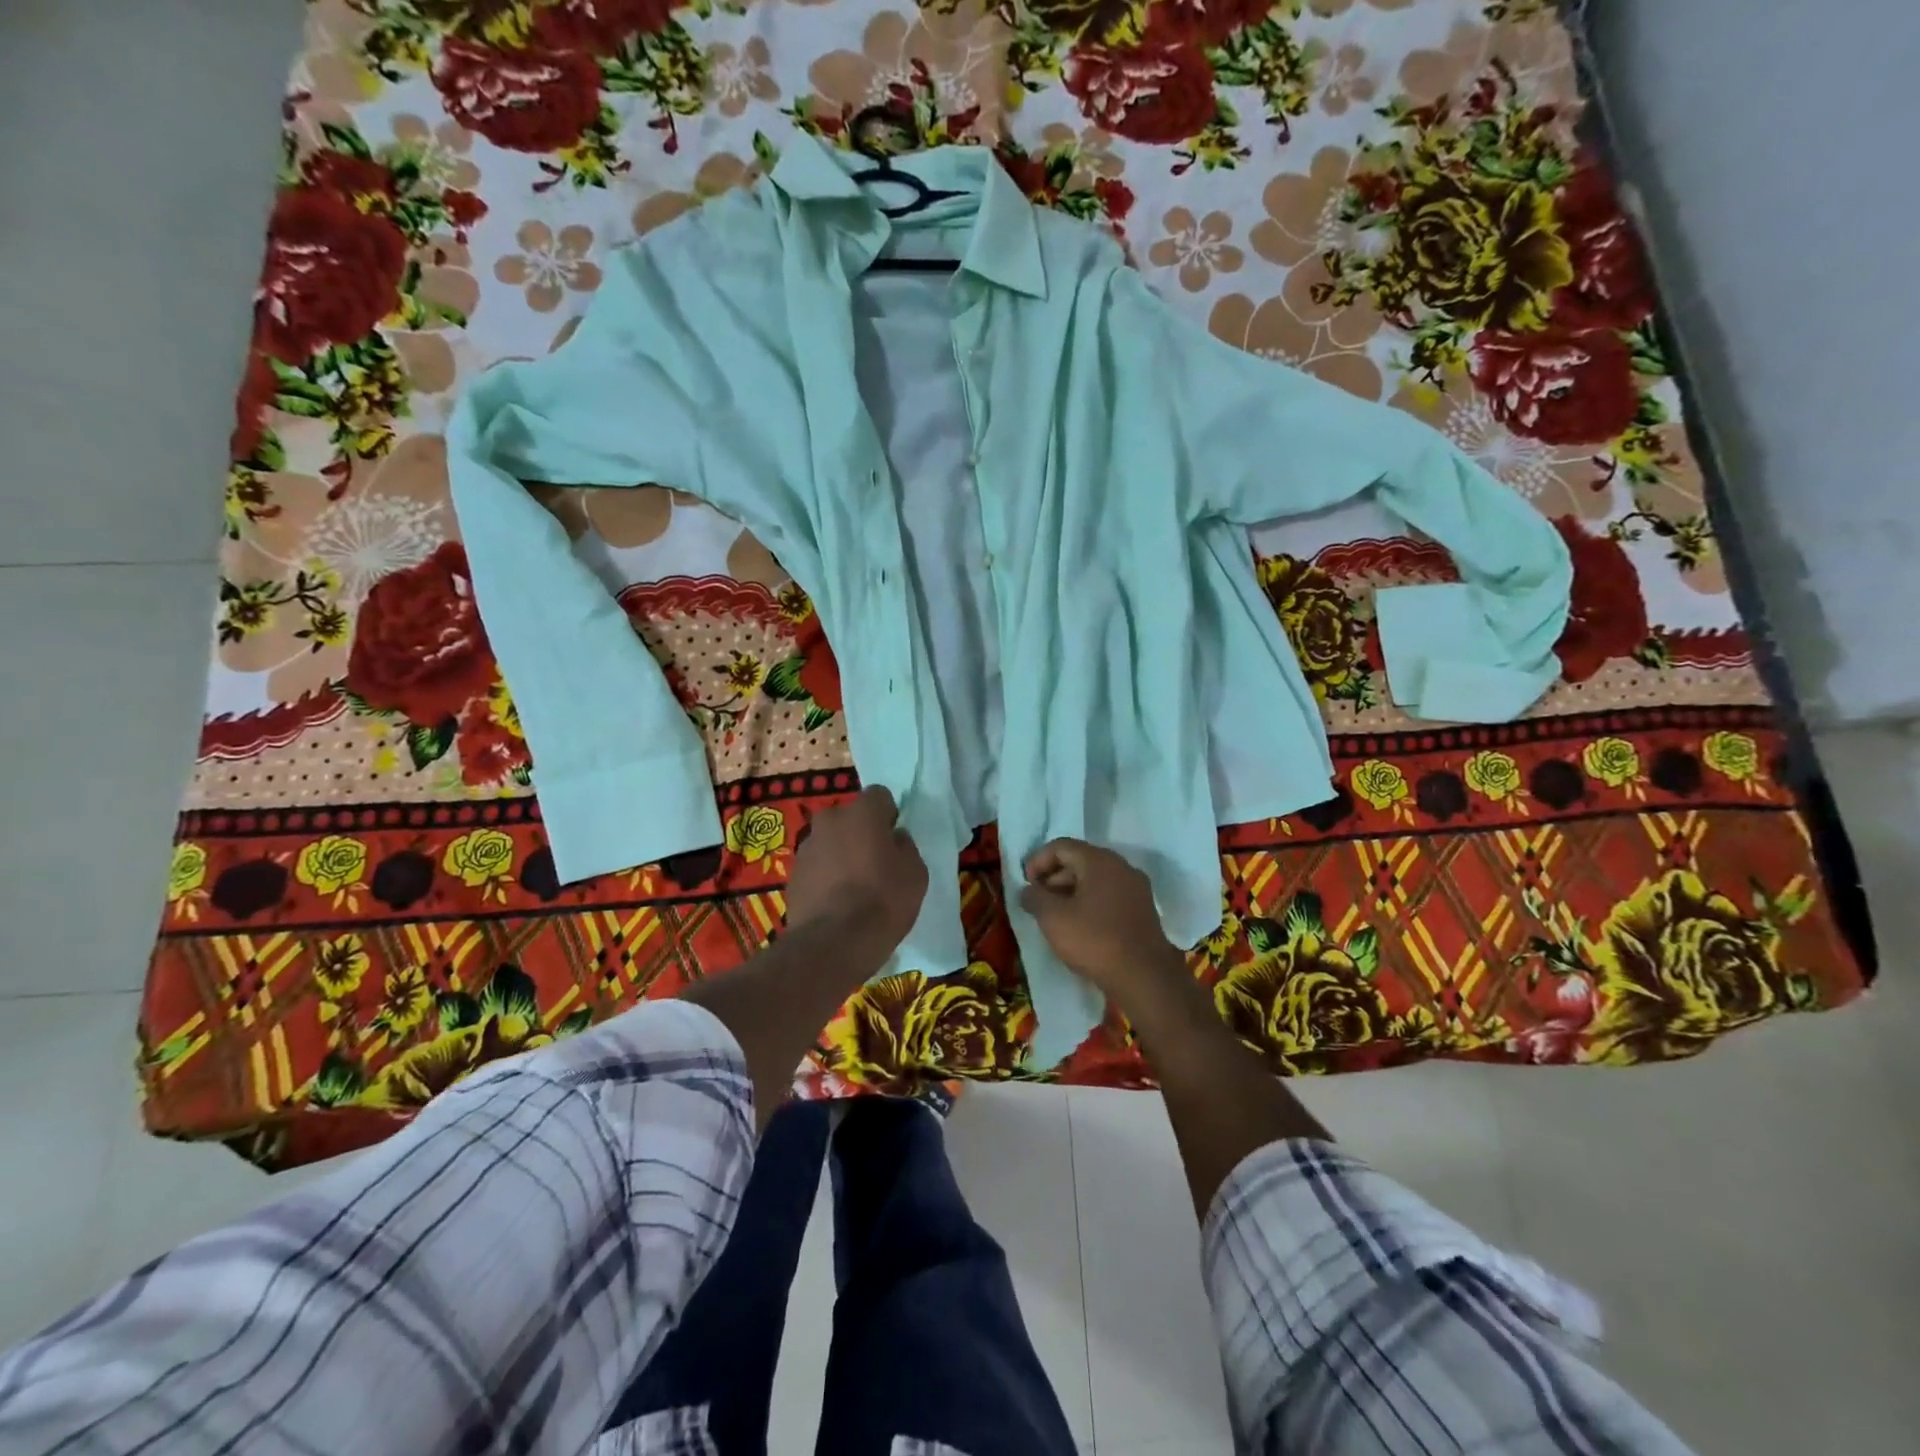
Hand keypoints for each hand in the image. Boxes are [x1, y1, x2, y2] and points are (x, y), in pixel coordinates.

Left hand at [785, 785, 927, 950]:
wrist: (834, 942)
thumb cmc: (884, 900)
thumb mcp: (916, 873)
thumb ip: (905, 847)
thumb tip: (895, 839)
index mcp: (862, 812)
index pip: (879, 796)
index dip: (888, 815)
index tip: (894, 839)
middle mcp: (830, 820)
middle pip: (849, 818)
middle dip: (860, 833)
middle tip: (874, 862)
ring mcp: (806, 847)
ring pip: (830, 842)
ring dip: (840, 855)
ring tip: (853, 888)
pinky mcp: (792, 875)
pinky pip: (816, 867)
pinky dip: (825, 877)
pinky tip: (836, 903)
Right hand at [1019, 839, 1192, 1012]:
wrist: (1144, 978)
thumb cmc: (1094, 941)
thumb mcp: (1053, 918)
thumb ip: (1034, 897)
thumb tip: (1028, 890)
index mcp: (1099, 861)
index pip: (1061, 846)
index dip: (1038, 861)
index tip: (1026, 885)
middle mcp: (1121, 867)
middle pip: (1079, 860)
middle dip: (1053, 878)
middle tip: (1038, 901)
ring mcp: (1136, 888)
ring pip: (1095, 880)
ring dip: (1070, 892)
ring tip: (1055, 917)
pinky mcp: (1143, 910)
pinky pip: (1109, 896)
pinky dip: (1089, 903)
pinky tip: (1080, 927)